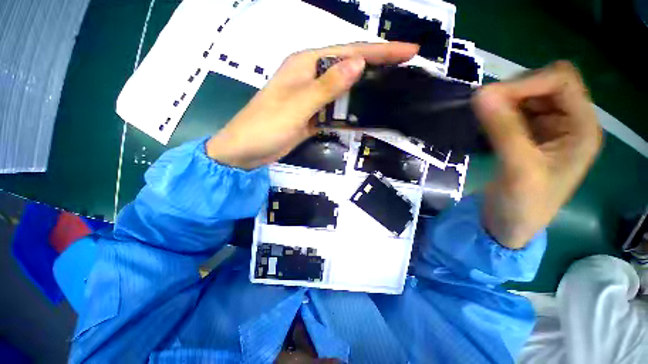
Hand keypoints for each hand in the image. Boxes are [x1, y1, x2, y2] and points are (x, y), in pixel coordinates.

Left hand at [206, 42, 418, 168]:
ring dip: (366, 90)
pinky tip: (366, 114)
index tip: (409, 51)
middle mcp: (310, 77)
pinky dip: (350, 112)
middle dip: (377, 67)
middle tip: (406, 69)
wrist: (247, 151)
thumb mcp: (297, 105)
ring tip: (392, 91)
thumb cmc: (266, 126)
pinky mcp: (312, 116)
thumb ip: (327, 87)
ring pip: (344, 90)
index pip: (349, 52)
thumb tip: (359, 64)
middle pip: (349, 68)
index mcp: (305, 65)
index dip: (380, 51)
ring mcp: (312, 98)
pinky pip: (336, 110)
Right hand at [473, 61, 601, 248]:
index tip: (489, 99)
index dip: (527, 82)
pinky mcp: (529, 136)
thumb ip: (502, 129)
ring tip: (483, 119)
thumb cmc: (523, 205)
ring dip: (503, 101)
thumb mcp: (518, 169)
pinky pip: (514, 111)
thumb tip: (480, 94)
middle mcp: (570, 122)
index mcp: (582, 128)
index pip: (562, 81)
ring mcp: (549, 128)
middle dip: (514, 91)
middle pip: (546, 83)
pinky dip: (498, 112)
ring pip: (527, 95)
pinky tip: (486, 124)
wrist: (509, 225)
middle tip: (484, 108)